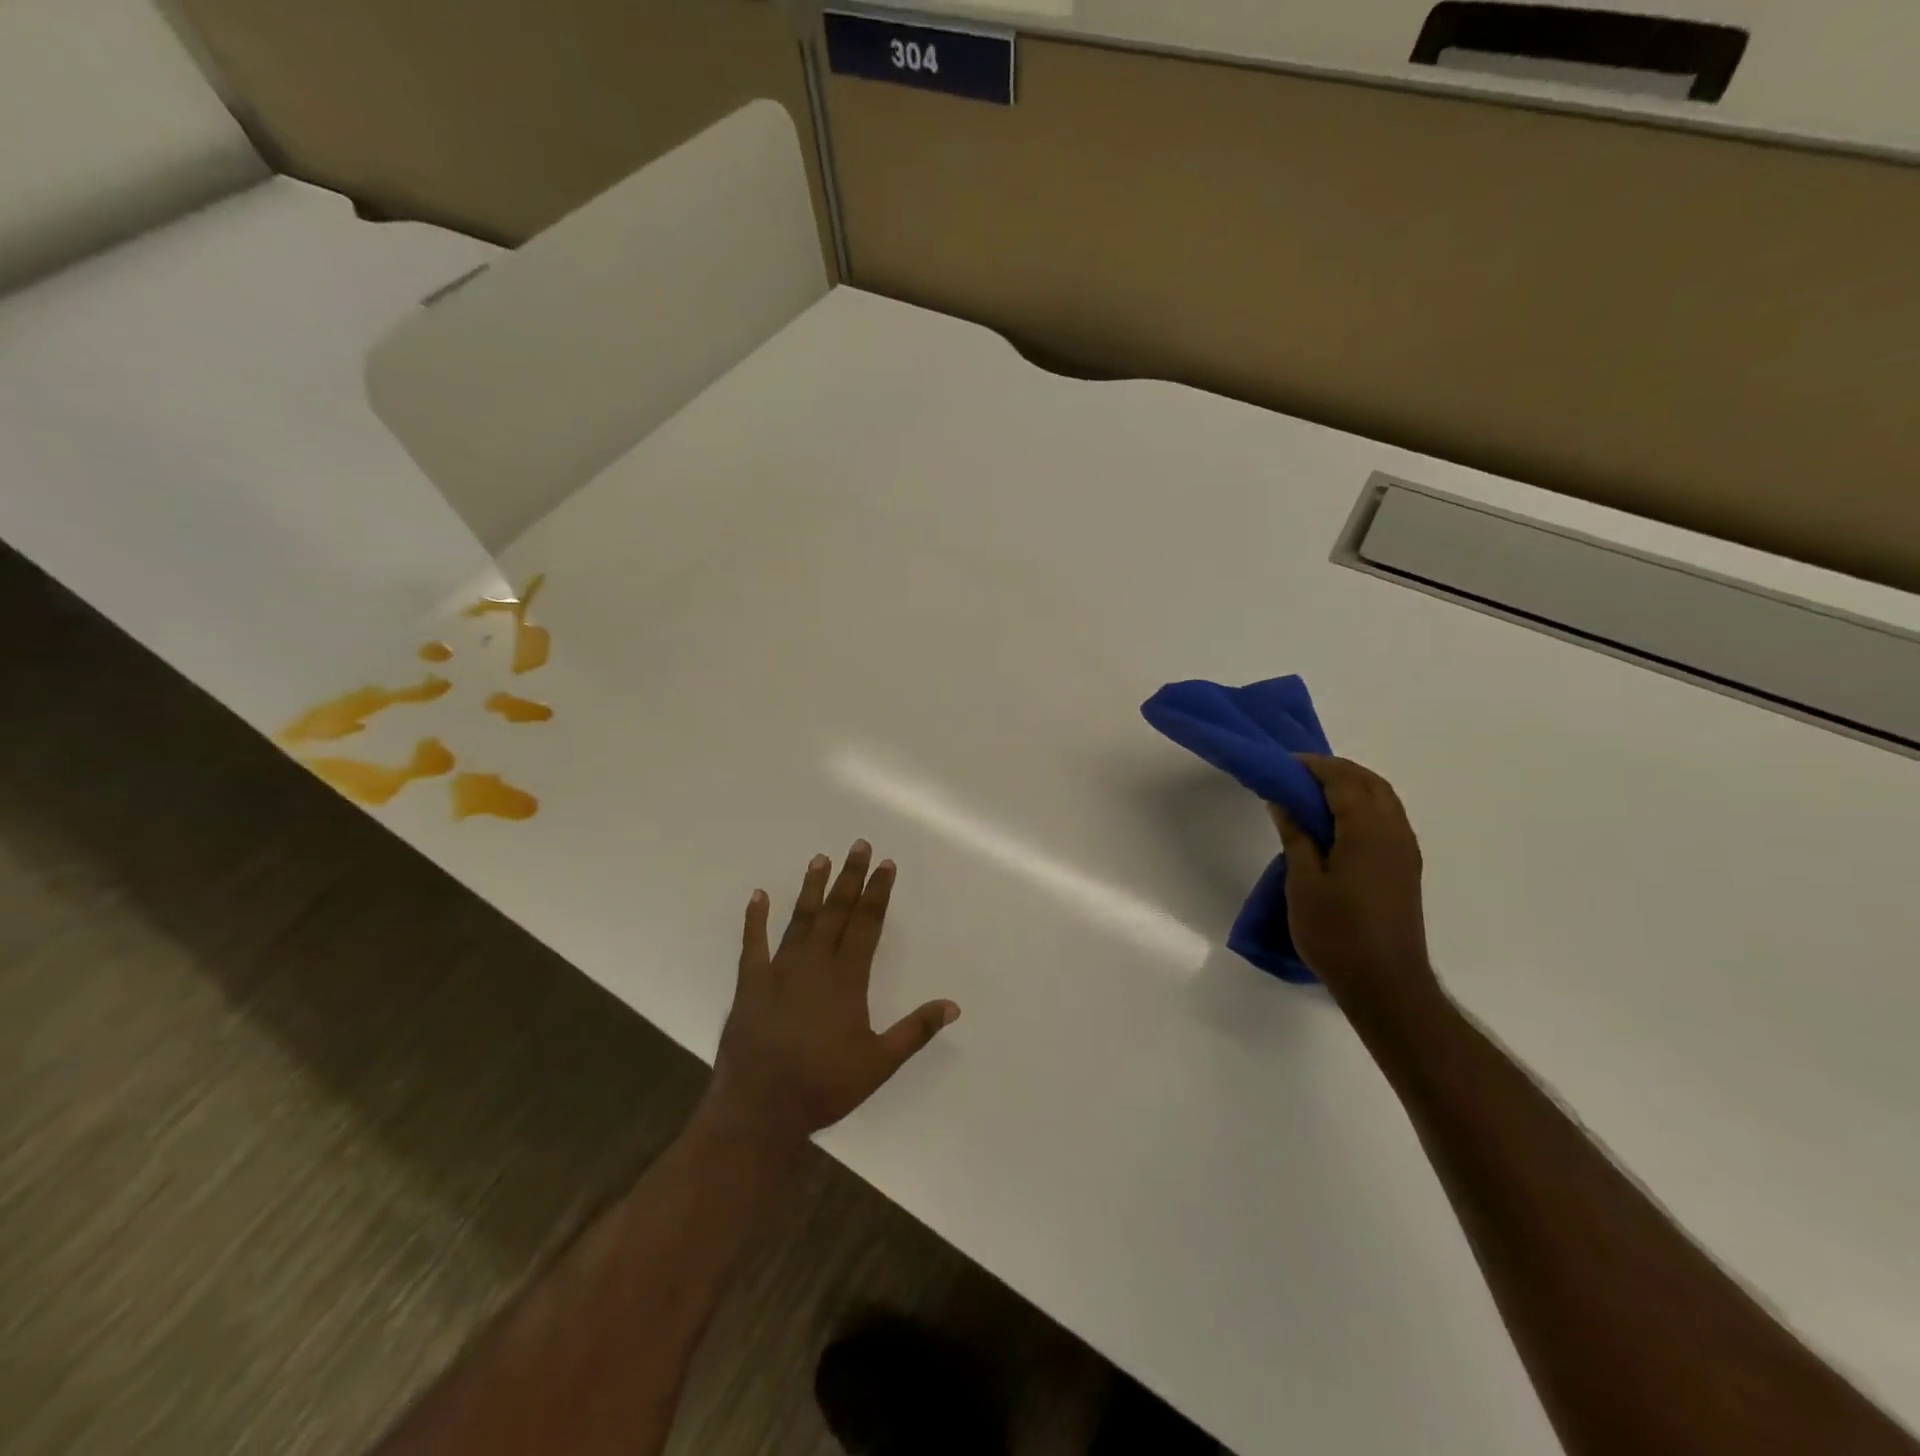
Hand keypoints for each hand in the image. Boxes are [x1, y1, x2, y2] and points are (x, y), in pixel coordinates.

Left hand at [707, 842, 958, 1148]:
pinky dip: (755, 919)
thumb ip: (915, 1030)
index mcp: (847, 979)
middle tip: (858, 845)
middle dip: (850, 877)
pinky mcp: (750, 985)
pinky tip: (758, 896)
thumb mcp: (879, 1063)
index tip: (885, 864)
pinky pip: (753, 945)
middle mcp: (814, 965)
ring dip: (812, 889)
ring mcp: (779, 971)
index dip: (877, 892)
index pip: (867, 924)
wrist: (759, 1108)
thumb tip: (952, 1006)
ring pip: (800, 920)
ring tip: (819, 859)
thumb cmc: (824, 1086)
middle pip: (836, 912)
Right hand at [1268, 756, 1440, 1015]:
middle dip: (1335, 770)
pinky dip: (1362, 806)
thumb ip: (1296, 835)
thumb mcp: (1302, 882)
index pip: (1342, 780)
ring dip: (1351, 787)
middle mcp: (1395, 832)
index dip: (1312, 766)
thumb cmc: (1336, 933)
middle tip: (1296, 775)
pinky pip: (1386, 819)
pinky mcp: (1405, 869)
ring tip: (1312, 795)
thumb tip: (1284, 800)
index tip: (1282, 764)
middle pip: (1369, 783)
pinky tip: (1336, 823)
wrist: (1385, 984)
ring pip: (1382, 799)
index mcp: (1368, 831)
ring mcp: (1405, 851)